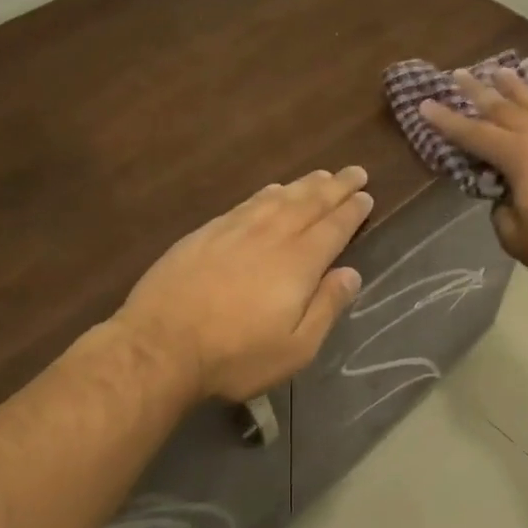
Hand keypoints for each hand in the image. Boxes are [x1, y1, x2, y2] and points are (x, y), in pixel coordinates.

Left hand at [119, 167, 372, 400]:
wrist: (160, 345)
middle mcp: (270, 236)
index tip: (366, 196)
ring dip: (304, 185)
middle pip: (309, 203)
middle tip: (355, 172)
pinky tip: (272, 190)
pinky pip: (246, 203)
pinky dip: (266, 193)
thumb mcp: (295, 349)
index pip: (333, 228)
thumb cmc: (235, 356)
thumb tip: (351, 274)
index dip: (352, 211)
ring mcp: (234, 230)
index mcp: (298, 264)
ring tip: (321, 175)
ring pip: (277, 198)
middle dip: (335, 187)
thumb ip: (326, 308)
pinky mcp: (205, 233)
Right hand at [421, 69, 527, 284]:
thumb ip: (501, 215)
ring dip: (513, 88)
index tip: (425, 104)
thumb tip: (505, 200)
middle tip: (457, 73)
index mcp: (519, 157)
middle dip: (477, 91)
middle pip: (503, 108)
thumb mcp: (518, 239)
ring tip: (500, 71)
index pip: (474, 135)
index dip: (446, 121)